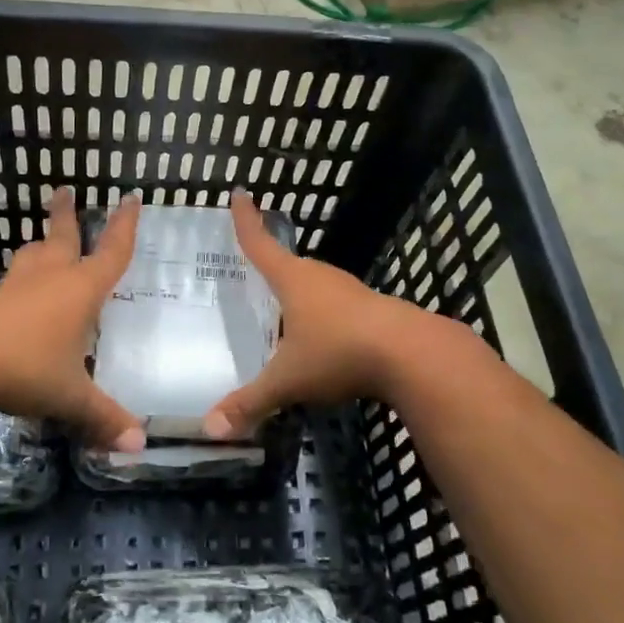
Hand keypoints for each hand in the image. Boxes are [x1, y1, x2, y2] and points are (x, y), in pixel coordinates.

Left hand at [0, 187, 145, 450]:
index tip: (129, 198)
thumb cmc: (26, 368)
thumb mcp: (71, 397)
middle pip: (61, 237)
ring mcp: (14, 288)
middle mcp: (49, 280)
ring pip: (30, 256)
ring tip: (39, 239)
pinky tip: (15, 295)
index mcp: (80, 291)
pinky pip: (10, 284)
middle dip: (66, 215)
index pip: (112, 253)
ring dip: (38, 243)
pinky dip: (18, 280)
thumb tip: (139, 447)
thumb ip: (104, 418)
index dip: (124, 227)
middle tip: (63, 191)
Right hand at [205, 192, 421, 438]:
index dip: (246, 221)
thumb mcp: (288, 381)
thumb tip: (209, 429)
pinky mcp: (374, 310)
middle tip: (254, 270)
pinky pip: (338, 306)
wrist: (414, 355)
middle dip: (272, 264)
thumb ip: (250, 403)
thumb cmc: (339, 353)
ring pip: (317, 286)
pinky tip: (325, 338)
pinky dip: (324, 315)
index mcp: (293, 280)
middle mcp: (321, 277)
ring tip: (285, 310)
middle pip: (290, 264)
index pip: (260, 244)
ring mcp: (351, 292)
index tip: (240, 193)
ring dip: (300, 293)